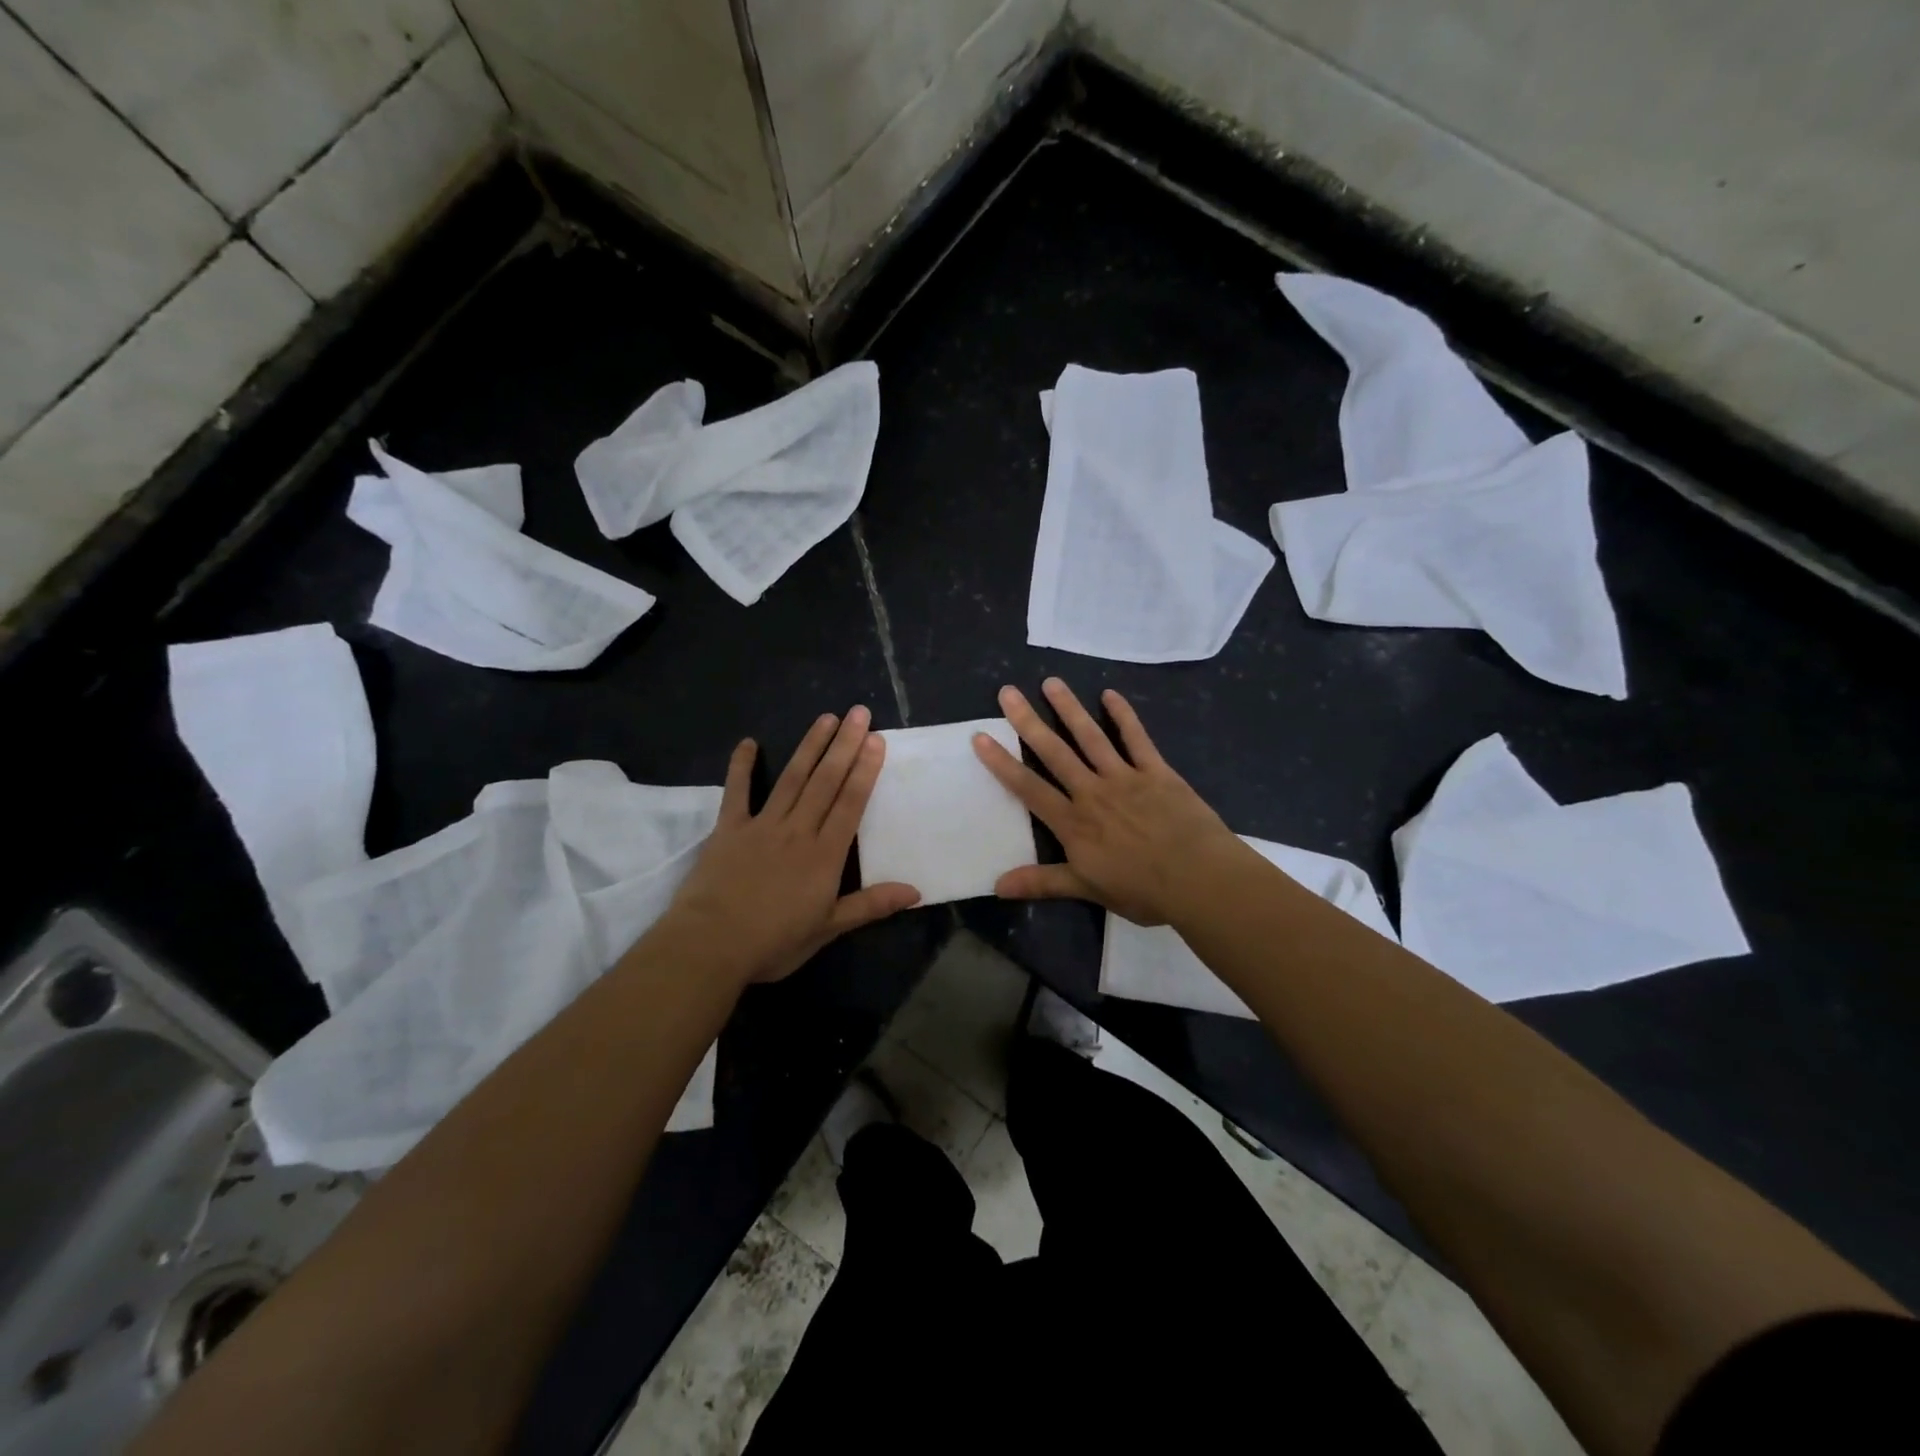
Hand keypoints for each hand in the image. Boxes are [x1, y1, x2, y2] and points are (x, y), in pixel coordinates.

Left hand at [657, 706, 919, 984]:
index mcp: (824, 855)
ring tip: (826, 718)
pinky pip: (737, 792)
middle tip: (859, 713)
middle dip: (844, 746)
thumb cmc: (773, 942)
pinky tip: (749, 742)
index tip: (876, 740)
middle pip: (825, 782)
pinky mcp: (728, 829)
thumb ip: (870, 906)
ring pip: (792, 779)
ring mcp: (762, 825)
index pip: (850, 804)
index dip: (865, 770)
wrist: (710, 946)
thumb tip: (916, 892)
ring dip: (810, 747)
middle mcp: (797, 831)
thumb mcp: (828, 929)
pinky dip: (742, 766)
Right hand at [972, 678, 1243, 925]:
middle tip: (1008, 693)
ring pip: (1090, 737)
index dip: (1002, 763)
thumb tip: (997, 887)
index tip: (980, 736)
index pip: (1029, 788)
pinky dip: (1124, 715)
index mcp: (1073, 822)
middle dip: (1028, 722)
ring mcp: (1125, 777)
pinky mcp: (1156, 771)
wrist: (1200, 879)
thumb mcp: (1088, 890)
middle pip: (1054, 752)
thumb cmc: (1143, 890)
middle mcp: (1092, 792)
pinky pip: (1136, 738)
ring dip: (1069, 709)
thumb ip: (1043, 883)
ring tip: (1051, 682)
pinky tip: (1110, 694)